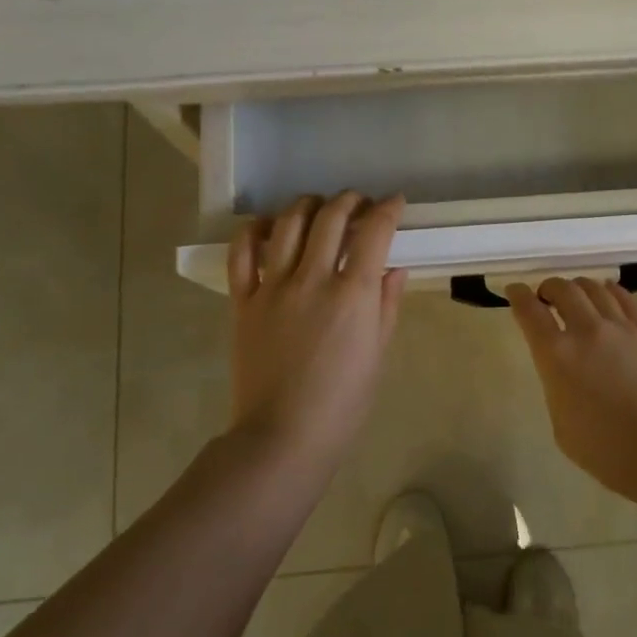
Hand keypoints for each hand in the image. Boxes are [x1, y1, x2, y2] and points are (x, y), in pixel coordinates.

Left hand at [227, 193, 407, 467]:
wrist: (283, 436)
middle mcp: (312, 279)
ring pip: (288, 223)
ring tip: (319, 207)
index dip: (388, 209)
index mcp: (352, 294)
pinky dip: (255, 230)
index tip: (394, 203)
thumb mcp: (377, 352)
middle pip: (331, 217)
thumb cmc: (342, 402)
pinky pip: (242, 252)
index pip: (374, 231)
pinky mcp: (243, 300)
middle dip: (351, 200)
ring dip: (308, 205)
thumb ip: (386, 303)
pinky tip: (270, 226)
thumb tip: (393, 267)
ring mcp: (273, 287)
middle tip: (360, 204)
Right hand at [506, 276, 636, 498]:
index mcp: (556, 355)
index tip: (514, 290)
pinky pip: (625, 298)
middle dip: (549, 287)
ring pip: (593, 288)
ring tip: (576, 295)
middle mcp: (585, 331)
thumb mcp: (562, 425)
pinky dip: (609, 290)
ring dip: (578, 286)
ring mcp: (620, 328)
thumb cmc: (607, 450)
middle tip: (545, 296)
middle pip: (563, 289)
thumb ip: (557, 388)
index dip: (518, 295)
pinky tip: (607, 293)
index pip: (529, 311)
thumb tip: (564, 373)